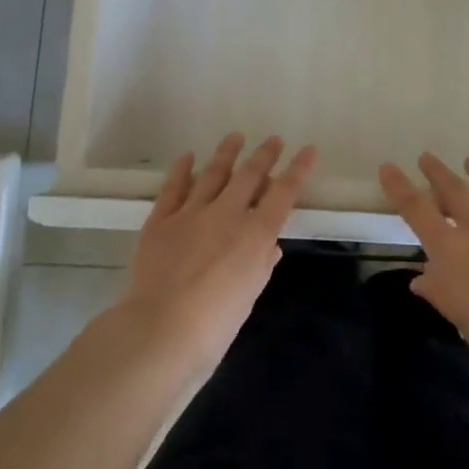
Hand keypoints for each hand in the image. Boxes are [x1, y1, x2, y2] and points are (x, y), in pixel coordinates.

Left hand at [114, 133, 316, 374]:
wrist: (160, 330)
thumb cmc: (214, 325)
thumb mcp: (249, 297)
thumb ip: (260, 265)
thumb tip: (269, 245)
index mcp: (255, 235)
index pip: (283, 193)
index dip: (298, 170)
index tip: (308, 151)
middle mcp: (226, 214)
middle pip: (249, 175)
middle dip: (264, 155)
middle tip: (273, 140)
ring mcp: (191, 214)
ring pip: (212, 174)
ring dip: (226, 153)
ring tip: (235, 137)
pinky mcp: (160, 221)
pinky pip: (173, 188)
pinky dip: (181, 170)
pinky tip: (187, 157)